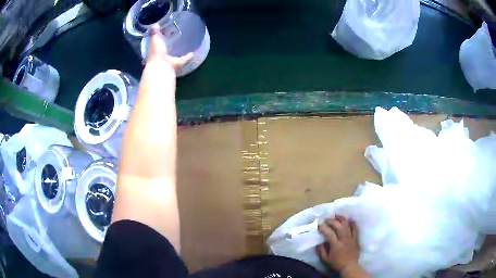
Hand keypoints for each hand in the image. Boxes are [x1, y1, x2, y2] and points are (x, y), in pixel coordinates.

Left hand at [147, 25, 193, 71]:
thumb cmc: (157, 51)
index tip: (166, 30)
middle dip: (169, 43)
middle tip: (175, 36)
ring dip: (179, 51)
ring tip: (185, 44)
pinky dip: (188, 56)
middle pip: (166, 48)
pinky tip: (193, 53)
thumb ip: (155, 31)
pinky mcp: (178, 63)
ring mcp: (170, 60)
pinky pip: (184, 59)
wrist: (162, 66)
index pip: (158, 41)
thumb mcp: (155, 38)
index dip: (160, 36)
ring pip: (175, 54)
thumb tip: (155, 24)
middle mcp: (162, 54)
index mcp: (156, 48)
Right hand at [317, 215, 360, 273]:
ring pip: (347, 226)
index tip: (319, 224)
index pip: (329, 233)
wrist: (349, 266)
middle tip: (327, 219)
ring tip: (337, 215)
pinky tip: (350, 219)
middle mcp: (344, 240)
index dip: (323, 228)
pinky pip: (355, 229)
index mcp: (335, 245)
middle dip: (332, 221)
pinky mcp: (356, 239)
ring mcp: (351, 238)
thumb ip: (321, 250)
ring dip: (342, 219)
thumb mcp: (325, 259)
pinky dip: (353, 223)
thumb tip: (319, 242)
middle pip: (339, 227)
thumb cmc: (336, 263)